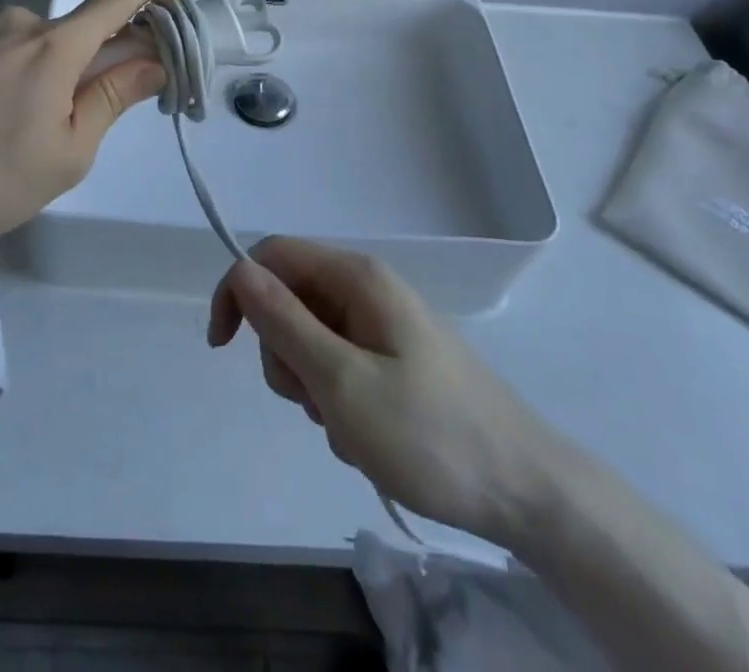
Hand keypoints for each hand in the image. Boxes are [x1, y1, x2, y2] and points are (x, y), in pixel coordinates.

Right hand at [208, 237, 566, 549]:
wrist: (525, 492)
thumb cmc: (429, 434)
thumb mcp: (342, 381)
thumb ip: (284, 322)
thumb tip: (239, 271)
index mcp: (357, 277)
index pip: (272, 256)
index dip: (239, 290)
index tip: (223, 346)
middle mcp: (367, 290)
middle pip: (289, 301)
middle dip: (284, 354)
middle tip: (317, 402)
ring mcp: (382, 326)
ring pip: (310, 340)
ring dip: (312, 388)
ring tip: (349, 427)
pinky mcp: (394, 361)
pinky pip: (339, 368)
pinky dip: (338, 403)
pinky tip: (368, 437)